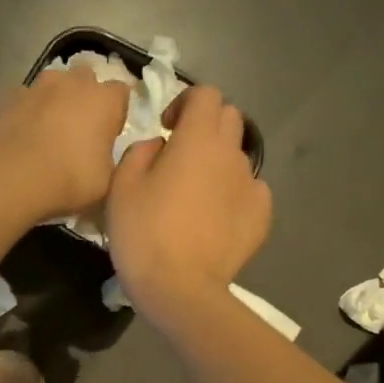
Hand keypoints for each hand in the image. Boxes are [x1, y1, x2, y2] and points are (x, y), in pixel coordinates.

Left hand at [0, 67, 132, 221]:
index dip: (115, 112)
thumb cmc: (72, 178)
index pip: (120, 93)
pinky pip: (28, 97)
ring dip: (56, 97)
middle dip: (85, 96)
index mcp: (105, 100)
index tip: (109, 133)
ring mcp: (41, 86)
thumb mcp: (107, 179)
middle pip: (86, 78)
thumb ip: (110, 158)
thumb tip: (104, 152)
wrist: (17, 177)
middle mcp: (75, 83)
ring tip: (50, 125)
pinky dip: (30, 108)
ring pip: (55, 82)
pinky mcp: (13, 97)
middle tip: (80, 126)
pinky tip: (26, 130)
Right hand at [105, 84, 271, 328]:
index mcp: (197, 139)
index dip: (185, 103)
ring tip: (194, 195)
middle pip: (229, 118)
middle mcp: (231, 154)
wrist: (180, 288)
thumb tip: (159, 147)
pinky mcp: (262, 216)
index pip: (206, 94)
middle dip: (206, 127)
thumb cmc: (143, 232)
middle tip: (180, 156)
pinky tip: (214, 219)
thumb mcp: (121, 186)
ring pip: (237, 157)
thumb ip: (140, 152)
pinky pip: (250, 191)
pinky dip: (233, 195)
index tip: (166, 128)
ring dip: (217, 163)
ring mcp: (252, 185)